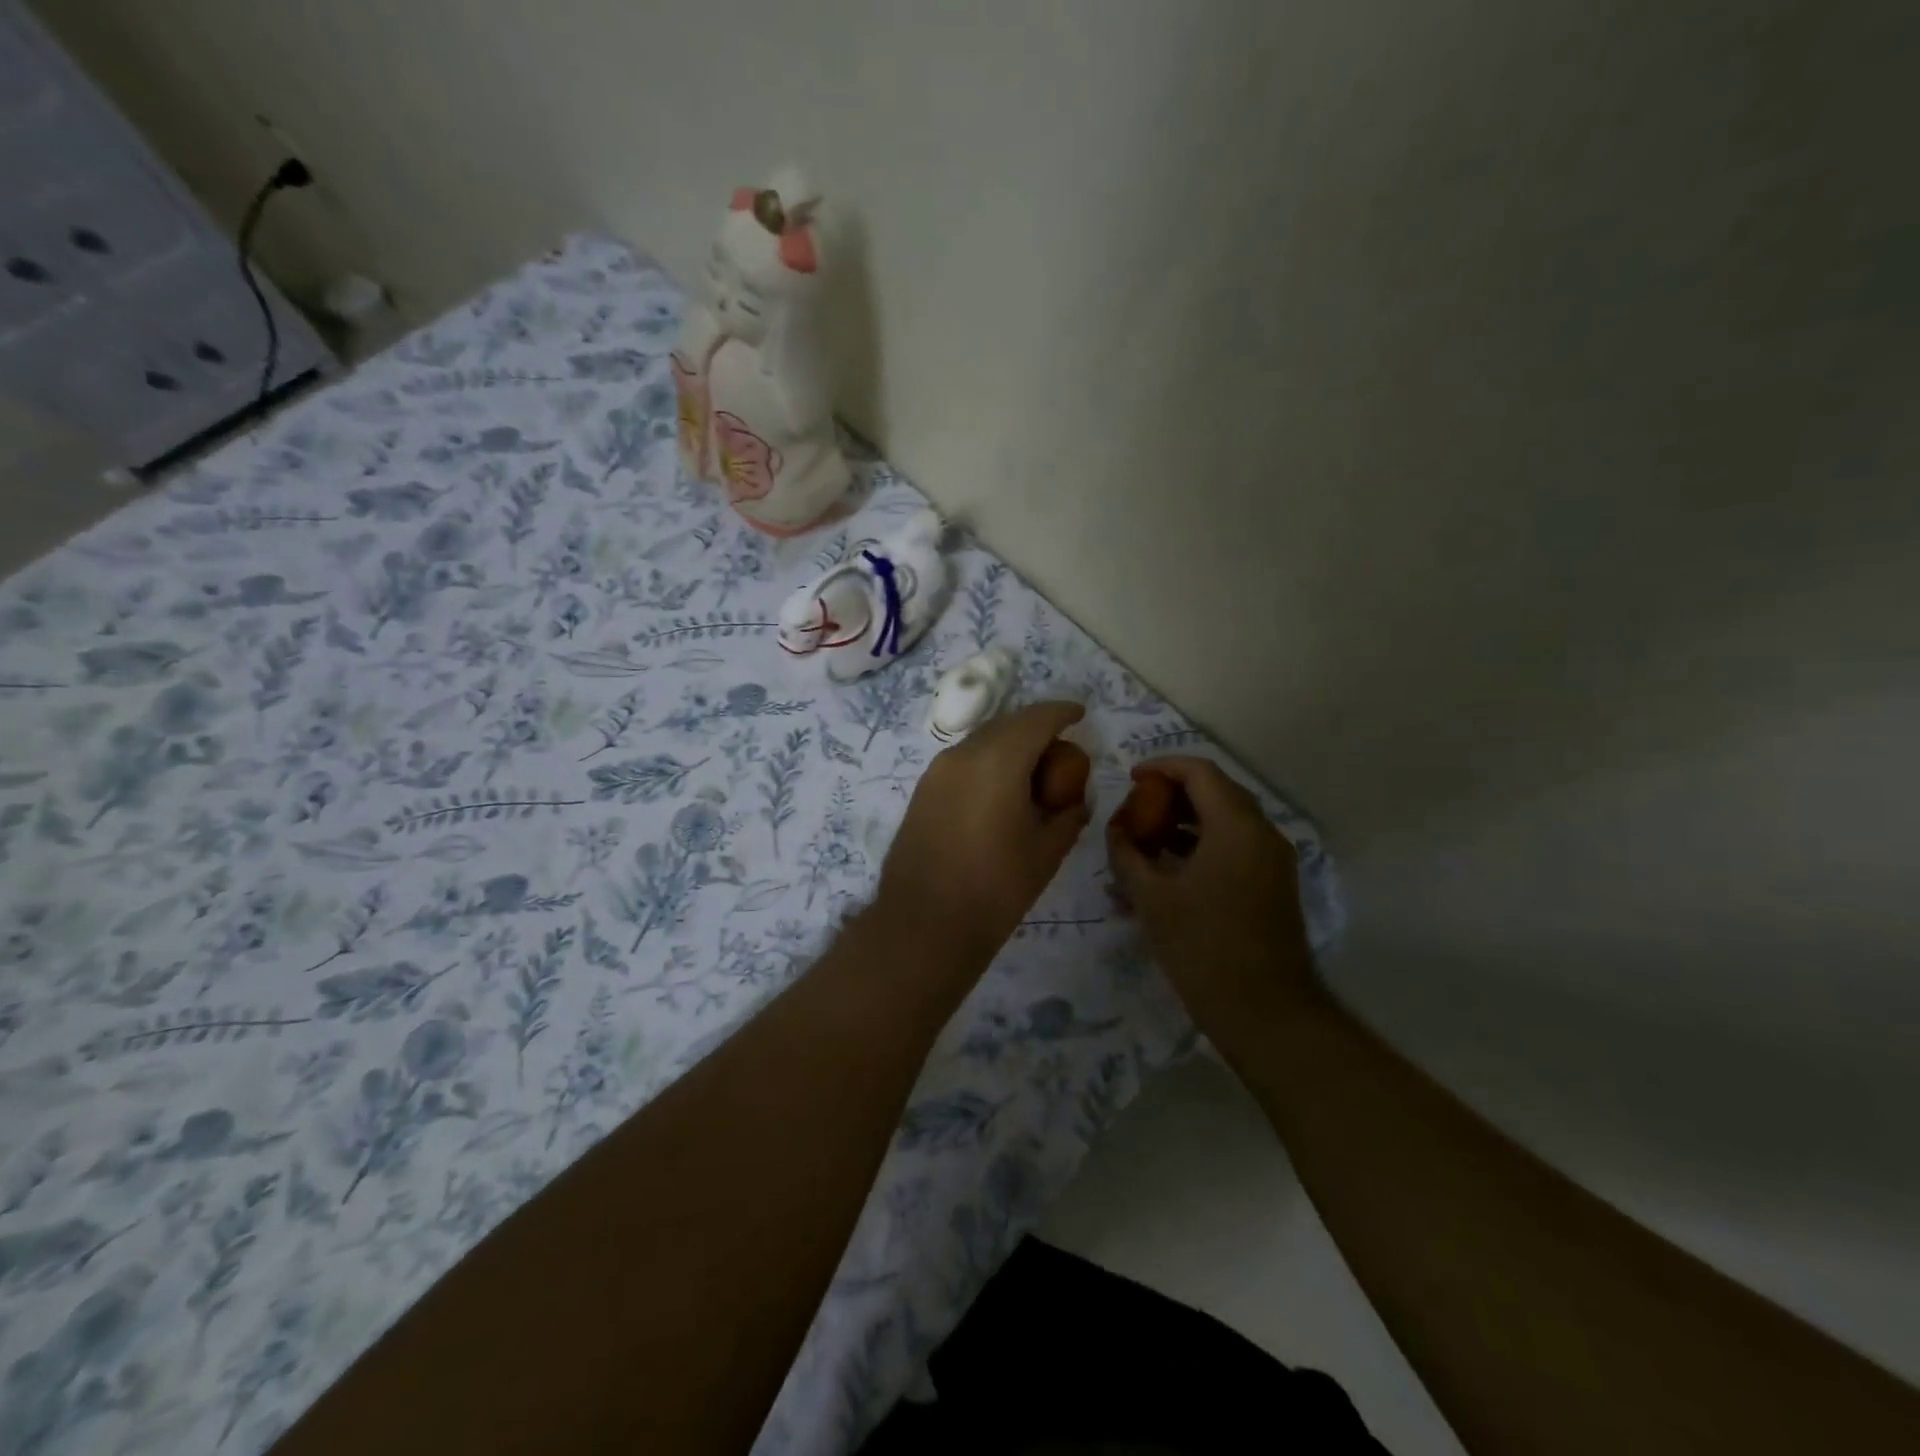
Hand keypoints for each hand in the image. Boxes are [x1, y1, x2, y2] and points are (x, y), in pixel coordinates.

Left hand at [878, 701, 1091, 966]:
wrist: (924, 924)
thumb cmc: (995, 889)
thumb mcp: (1047, 851)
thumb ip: (1067, 814)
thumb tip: (1074, 799)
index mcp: (997, 761)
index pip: (1036, 719)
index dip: (1062, 712)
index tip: (1080, 714)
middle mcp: (962, 754)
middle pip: (1006, 724)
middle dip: (1036, 727)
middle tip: (1061, 748)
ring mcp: (936, 771)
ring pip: (981, 741)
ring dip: (1009, 745)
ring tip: (1033, 771)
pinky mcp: (922, 791)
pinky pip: (963, 761)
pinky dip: (987, 762)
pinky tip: (1000, 790)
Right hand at [1106, 756, 1318, 1041]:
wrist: (1266, 1012)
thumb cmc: (1203, 947)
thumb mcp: (1151, 898)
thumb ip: (1127, 855)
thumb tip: (1116, 831)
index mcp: (1237, 826)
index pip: (1199, 772)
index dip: (1162, 767)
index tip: (1131, 779)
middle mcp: (1263, 833)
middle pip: (1216, 792)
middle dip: (1172, 795)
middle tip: (1137, 809)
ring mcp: (1273, 861)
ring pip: (1226, 821)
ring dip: (1186, 822)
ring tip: (1146, 840)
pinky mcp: (1273, 885)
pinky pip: (1235, 847)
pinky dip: (1202, 845)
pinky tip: (1170, 869)